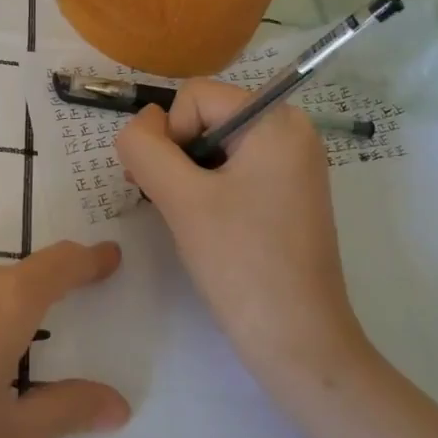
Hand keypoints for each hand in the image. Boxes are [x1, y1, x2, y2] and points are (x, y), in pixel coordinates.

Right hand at [115, 81, 373, 395]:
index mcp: (277, 120)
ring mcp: (293, 164)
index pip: (195, 96)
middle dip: (178, 156)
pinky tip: (210, 227)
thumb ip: (145, 148)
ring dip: (189, 176)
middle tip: (174, 206)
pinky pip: (234, 170)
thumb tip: (139, 124)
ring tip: (192, 221)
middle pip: (206, 117)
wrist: (298, 341)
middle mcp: (292, 131)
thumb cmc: (241, 263)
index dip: (170, 136)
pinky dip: (209, 190)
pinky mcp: (288, 193)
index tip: (175, 188)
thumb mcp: (181, 199)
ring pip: (215, 146)